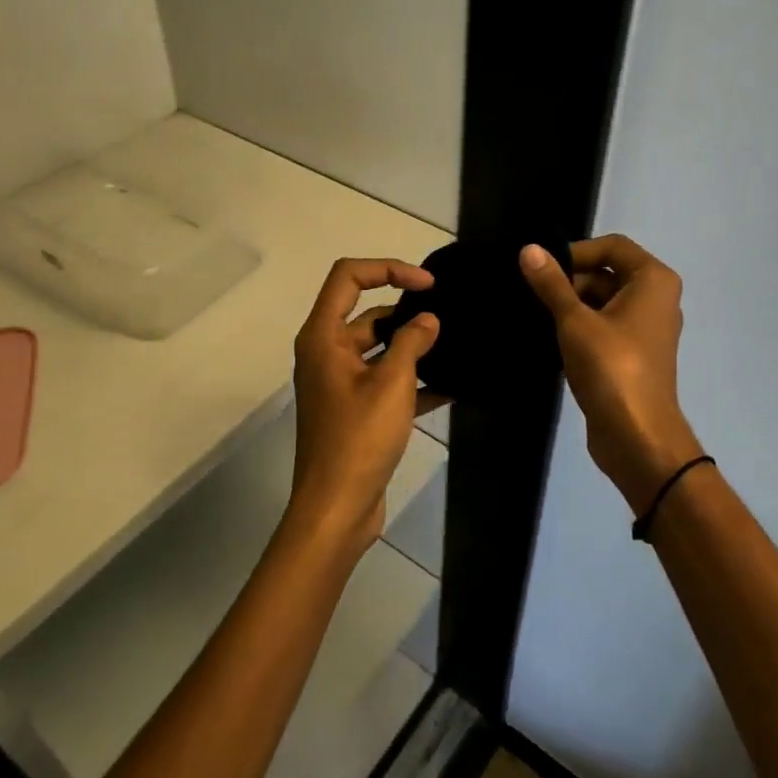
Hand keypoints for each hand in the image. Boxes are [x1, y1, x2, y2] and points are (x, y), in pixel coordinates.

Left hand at [288, 258, 441, 550]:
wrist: (336, 509)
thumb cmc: (359, 439)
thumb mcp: (392, 384)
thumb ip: (411, 343)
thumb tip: (428, 320)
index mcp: (323, 337)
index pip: (348, 277)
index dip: (388, 269)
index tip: (427, 284)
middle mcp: (325, 353)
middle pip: (366, 313)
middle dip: (406, 312)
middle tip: (449, 317)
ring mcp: (339, 383)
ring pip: (378, 349)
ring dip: (412, 347)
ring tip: (455, 346)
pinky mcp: (354, 410)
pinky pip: (384, 381)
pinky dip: (412, 380)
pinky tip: (451, 386)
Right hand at [521, 236, 702, 514]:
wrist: (637, 436)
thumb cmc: (611, 368)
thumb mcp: (575, 322)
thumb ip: (552, 284)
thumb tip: (528, 249)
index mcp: (653, 280)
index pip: (612, 246)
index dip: (576, 252)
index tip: (542, 269)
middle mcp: (656, 298)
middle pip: (607, 273)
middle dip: (570, 281)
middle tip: (531, 294)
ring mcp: (646, 329)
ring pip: (603, 302)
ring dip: (571, 306)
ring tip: (534, 315)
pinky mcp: (633, 354)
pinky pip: (604, 327)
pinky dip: (580, 327)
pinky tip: (549, 338)